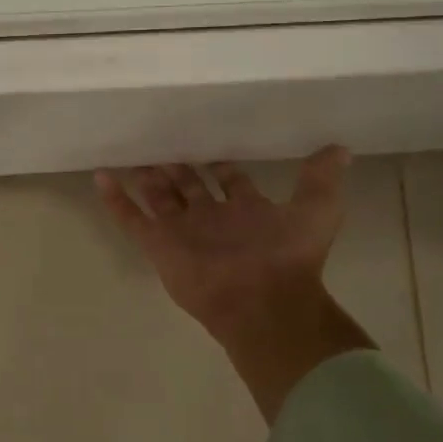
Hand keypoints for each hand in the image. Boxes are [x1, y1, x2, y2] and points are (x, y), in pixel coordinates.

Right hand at [97, 148, 374, 421]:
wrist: (263, 301)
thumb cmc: (289, 256)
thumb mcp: (317, 210)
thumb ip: (321, 179)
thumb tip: (341, 148)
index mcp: (244, 211)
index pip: (228, 180)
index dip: (219, 162)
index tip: (207, 139)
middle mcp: (211, 219)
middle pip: (188, 186)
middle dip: (177, 165)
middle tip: (161, 140)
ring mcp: (182, 231)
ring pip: (158, 197)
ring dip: (145, 176)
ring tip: (130, 152)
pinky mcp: (158, 244)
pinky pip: (131, 218)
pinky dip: (115, 199)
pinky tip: (101, 175)